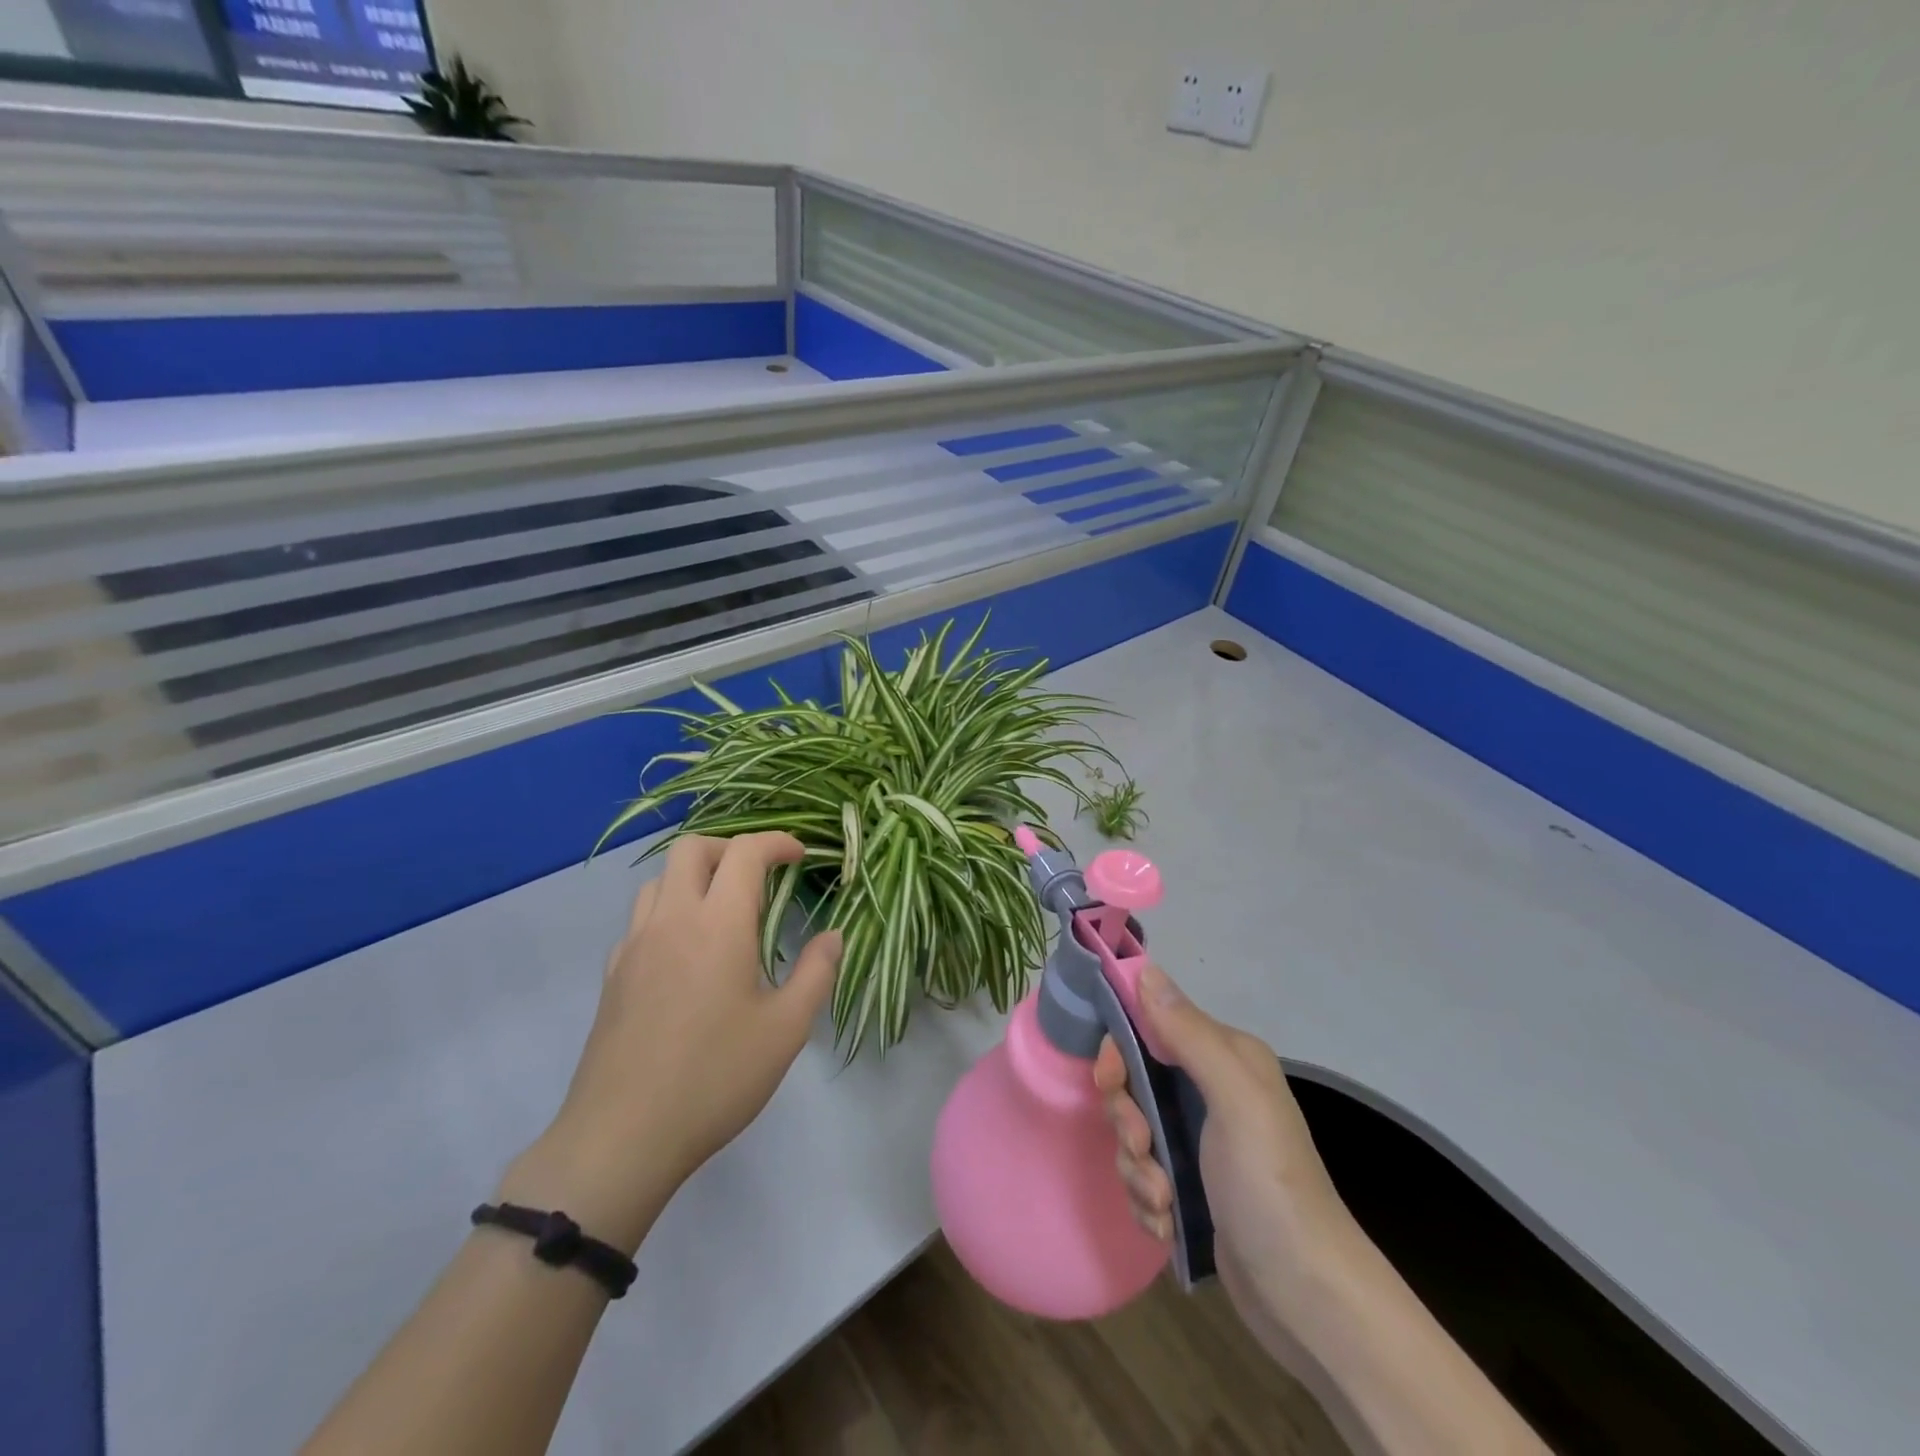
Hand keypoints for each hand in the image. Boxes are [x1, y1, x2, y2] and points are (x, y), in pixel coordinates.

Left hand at [499, 833, 841, 1253]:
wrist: (622, 1137)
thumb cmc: (715, 1078)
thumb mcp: (786, 1030)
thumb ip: (817, 974)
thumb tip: (832, 937)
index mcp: (718, 925)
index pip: (745, 853)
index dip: (777, 843)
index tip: (800, 855)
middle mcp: (672, 921)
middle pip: (691, 849)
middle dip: (731, 848)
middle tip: (760, 876)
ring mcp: (634, 947)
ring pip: (660, 880)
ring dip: (695, 877)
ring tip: (724, 910)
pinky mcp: (613, 976)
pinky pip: (641, 920)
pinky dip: (669, 912)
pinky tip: (686, 953)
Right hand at [1094, 963, 1353, 1355]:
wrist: (1307, 1299)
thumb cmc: (1270, 1185)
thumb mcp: (1235, 1100)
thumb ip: (1189, 1034)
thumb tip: (1146, 970)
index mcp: (1224, 1058)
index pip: (1150, 1026)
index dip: (1121, 1050)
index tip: (1111, 1080)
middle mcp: (1211, 1091)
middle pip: (1135, 1083)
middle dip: (1128, 1119)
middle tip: (1142, 1147)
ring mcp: (1200, 1142)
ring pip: (1134, 1133)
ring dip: (1137, 1168)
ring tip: (1163, 1202)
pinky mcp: (1191, 1188)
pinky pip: (1144, 1175)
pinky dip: (1147, 1200)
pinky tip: (1168, 1224)